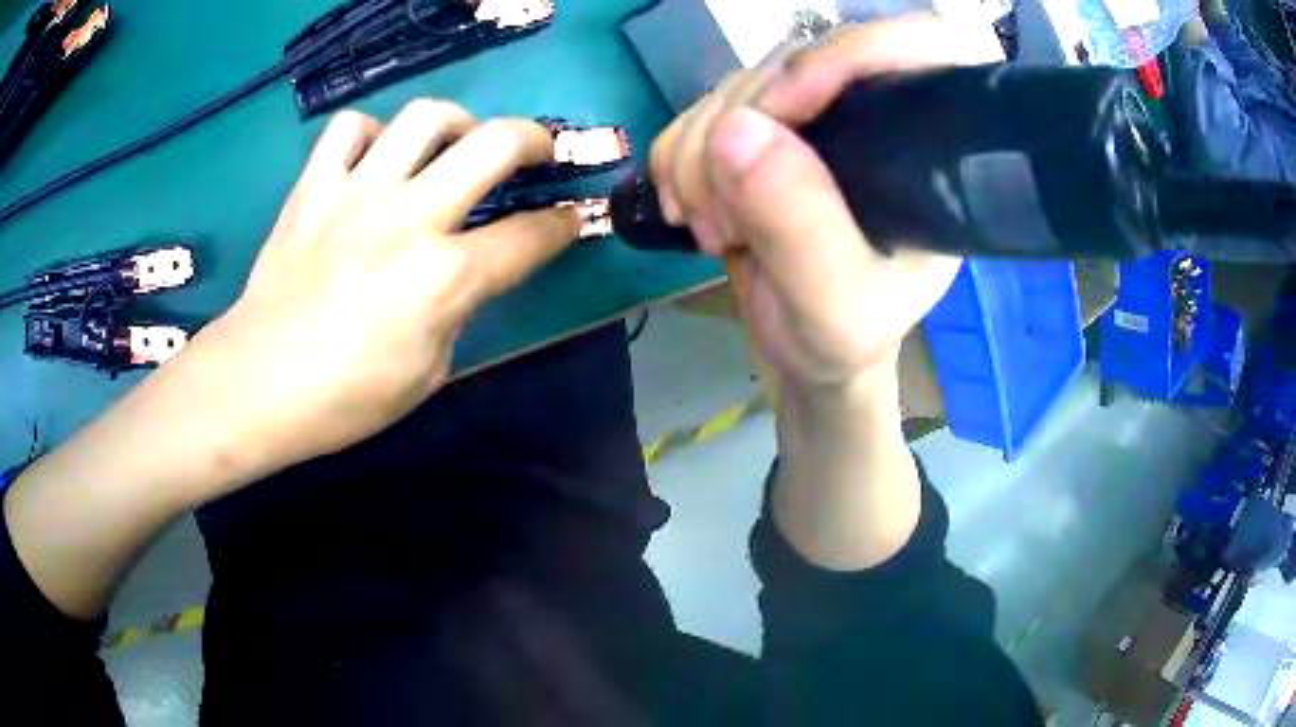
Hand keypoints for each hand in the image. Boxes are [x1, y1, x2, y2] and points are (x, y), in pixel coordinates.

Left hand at [189, 100, 579, 480]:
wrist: (258, 381)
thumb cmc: (346, 397)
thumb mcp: (429, 372)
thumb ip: (460, 309)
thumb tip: (470, 271)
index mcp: (445, 276)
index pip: (530, 236)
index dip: (564, 225)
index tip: (572, 218)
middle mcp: (410, 217)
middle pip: (495, 144)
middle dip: (534, 140)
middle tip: (536, 152)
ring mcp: (357, 192)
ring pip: (424, 116)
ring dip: (456, 123)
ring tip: (453, 144)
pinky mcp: (314, 187)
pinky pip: (349, 129)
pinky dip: (370, 135)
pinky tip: (373, 159)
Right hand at [650, 14, 1001, 399]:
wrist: (805, 349)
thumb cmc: (844, 335)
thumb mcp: (835, 304)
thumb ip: (800, 225)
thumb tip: (734, 130)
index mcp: (928, 152)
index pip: (915, 47)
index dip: (846, 54)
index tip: (782, 108)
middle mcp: (873, 118)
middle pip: (797, 61)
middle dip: (738, 130)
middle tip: (724, 219)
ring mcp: (813, 117)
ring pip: (738, 84)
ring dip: (699, 154)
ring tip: (713, 228)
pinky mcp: (762, 129)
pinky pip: (701, 108)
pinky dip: (678, 155)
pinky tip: (690, 207)